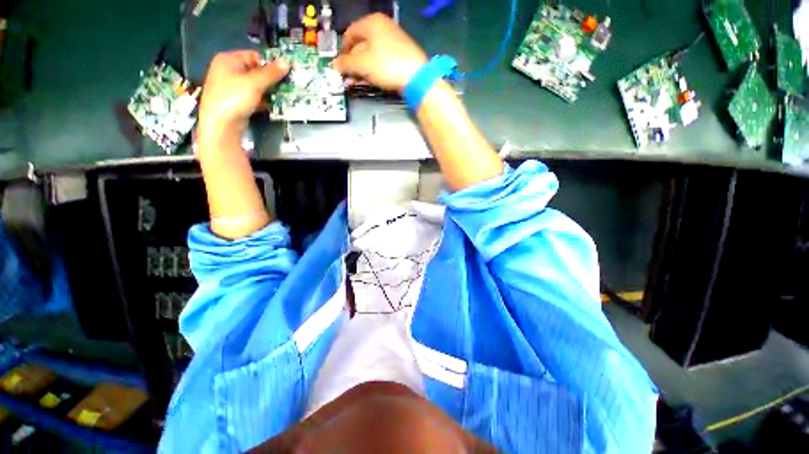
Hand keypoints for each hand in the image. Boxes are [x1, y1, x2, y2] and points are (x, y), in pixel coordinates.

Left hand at [198, 50, 288, 137]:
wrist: (221, 124)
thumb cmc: (234, 98)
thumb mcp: (255, 83)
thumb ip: (271, 73)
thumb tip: (286, 61)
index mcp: (228, 59)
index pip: (254, 56)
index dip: (270, 64)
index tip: (285, 73)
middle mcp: (228, 70)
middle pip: (255, 71)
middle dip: (271, 79)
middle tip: (287, 85)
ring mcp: (231, 86)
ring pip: (255, 85)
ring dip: (269, 90)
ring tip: (283, 96)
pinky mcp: (236, 100)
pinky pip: (253, 96)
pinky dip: (263, 100)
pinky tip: (274, 105)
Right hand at [333, 13, 427, 92]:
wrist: (416, 77)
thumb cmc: (386, 65)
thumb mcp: (362, 64)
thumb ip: (346, 64)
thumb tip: (334, 65)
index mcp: (371, 22)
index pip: (349, 33)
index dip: (342, 50)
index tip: (339, 65)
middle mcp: (383, 27)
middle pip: (361, 45)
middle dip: (353, 63)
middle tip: (349, 77)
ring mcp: (394, 40)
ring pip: (372, 54)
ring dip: (363, 69)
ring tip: (358, 82)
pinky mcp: (401, 54)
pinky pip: (382, 60)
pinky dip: (375, 69)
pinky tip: (372, 80)